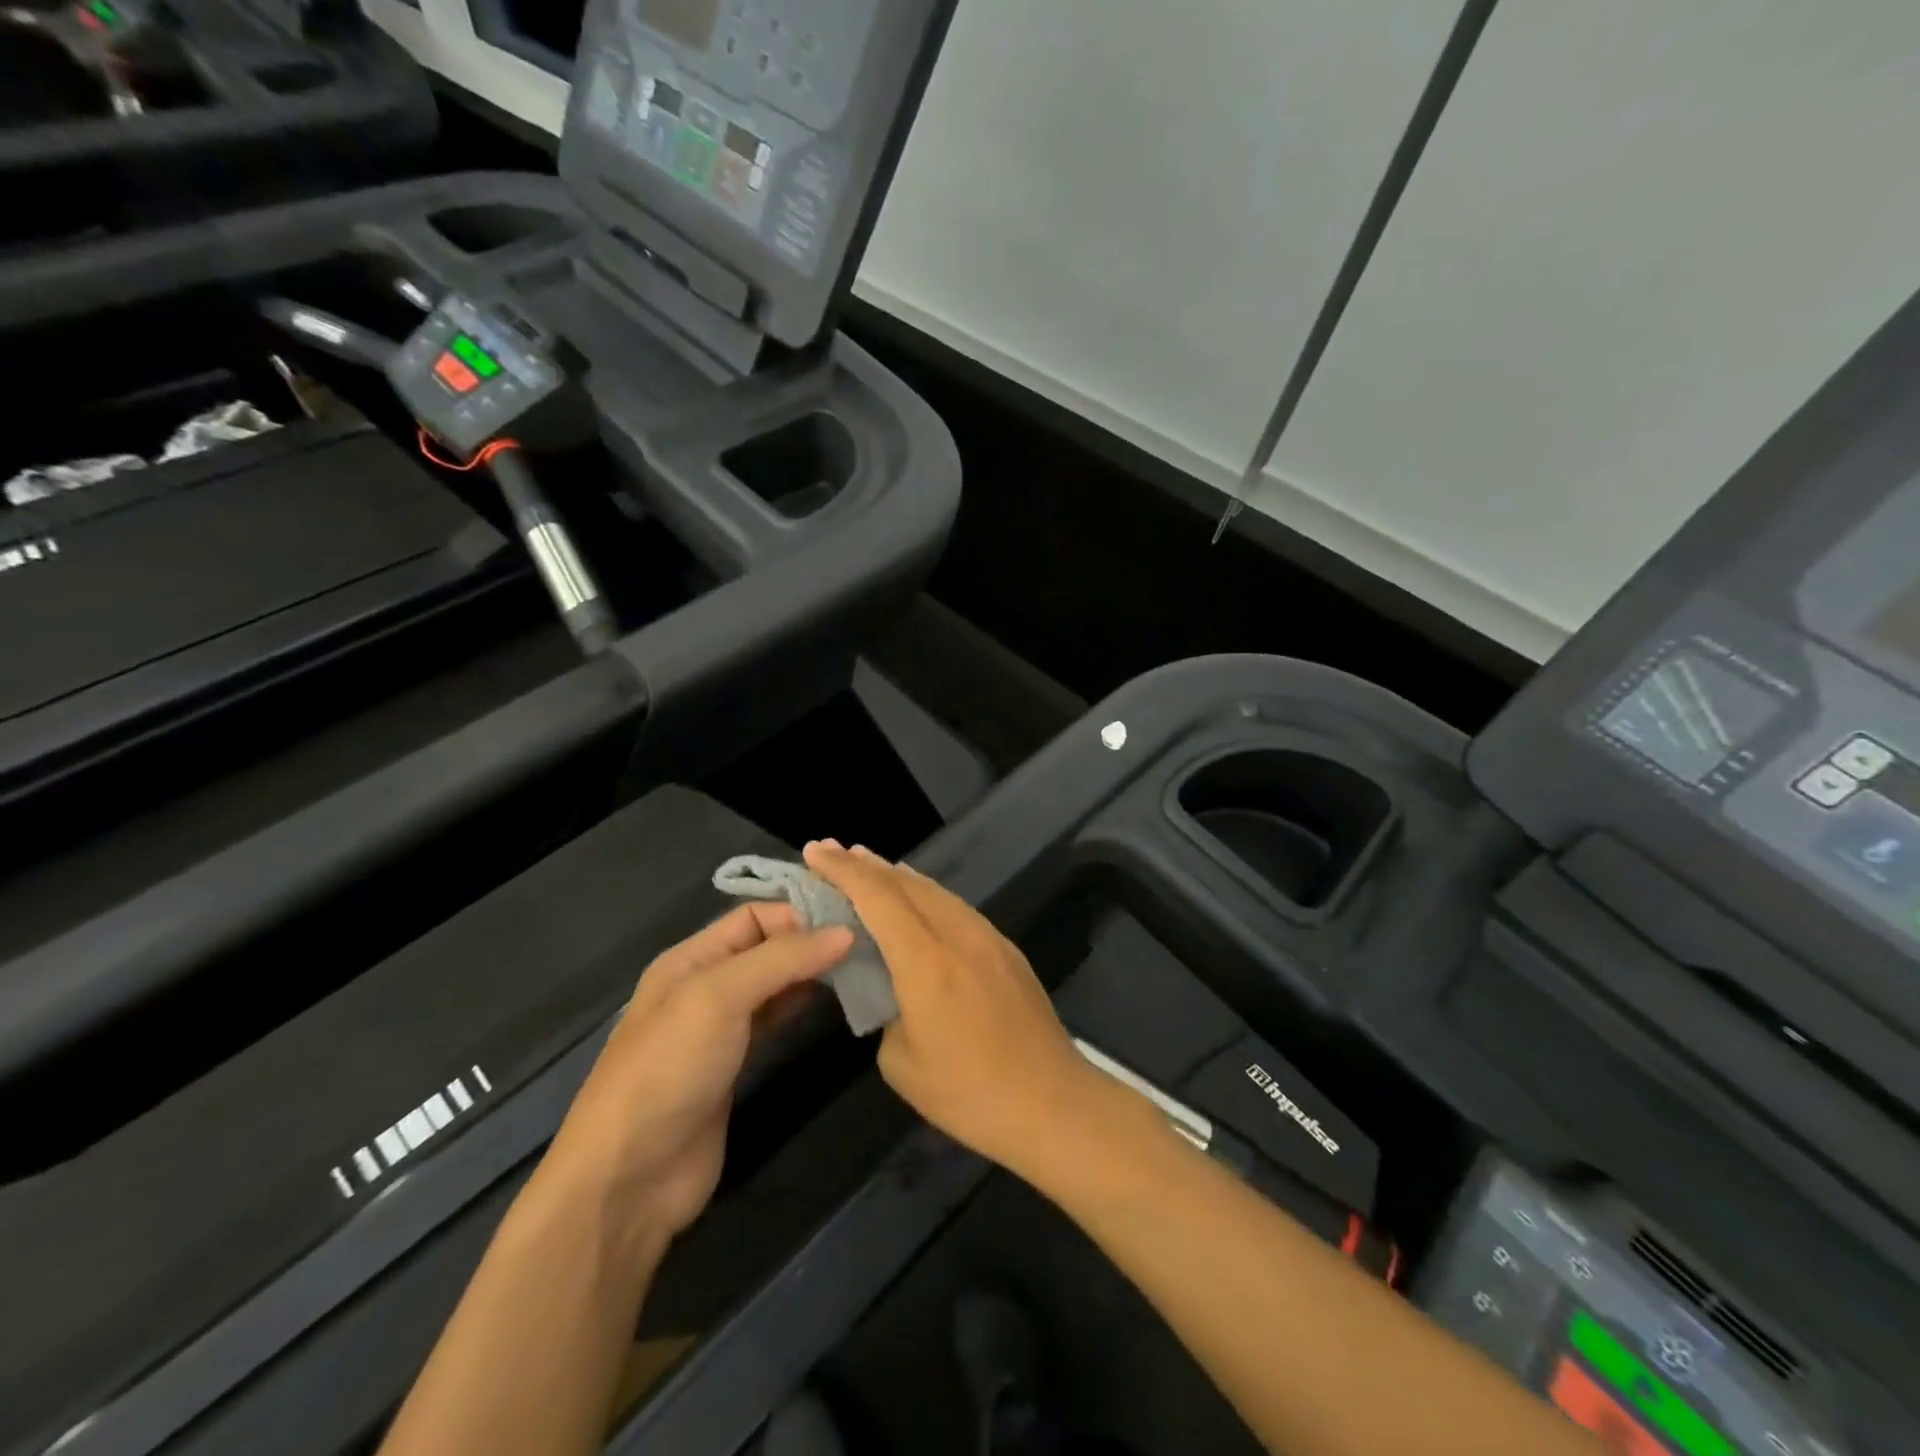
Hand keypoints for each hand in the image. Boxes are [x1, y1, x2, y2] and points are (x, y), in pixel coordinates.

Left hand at [536, 903, 852, 1251]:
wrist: (630, 1179)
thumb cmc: (669, 1070)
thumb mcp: (720, 997)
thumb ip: (782, 959)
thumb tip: (846, 932)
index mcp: (690, 959)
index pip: (752, 916)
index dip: (797, 913)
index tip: (849, 920)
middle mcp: (706, 986)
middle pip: (766, 948)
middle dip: (811, 941)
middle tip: (866, 943)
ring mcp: (721, 1029)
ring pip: (775, 985)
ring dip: (811, 974)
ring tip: (860, 969)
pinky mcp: (736, 1066)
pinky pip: (776, 1022)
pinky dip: (803, 1007)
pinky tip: (834, 1004)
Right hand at [804, 843, 1110, 1181]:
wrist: (1052, 1103)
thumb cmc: (969, 1092)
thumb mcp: (902, 1063)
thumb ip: (886, 1012)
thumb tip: (892, 992)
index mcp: (926, 960)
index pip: (877, 898)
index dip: (844, 871)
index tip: (815, 851)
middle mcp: (958, 934)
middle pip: (906, 884)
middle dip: (865, 864)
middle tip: (832, 850)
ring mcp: (988, 937)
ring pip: (935, 891)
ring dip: (898, 875)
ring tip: (869, 864)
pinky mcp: (1006, 949)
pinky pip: (956, 907)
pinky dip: (927, 894)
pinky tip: (919, 898)